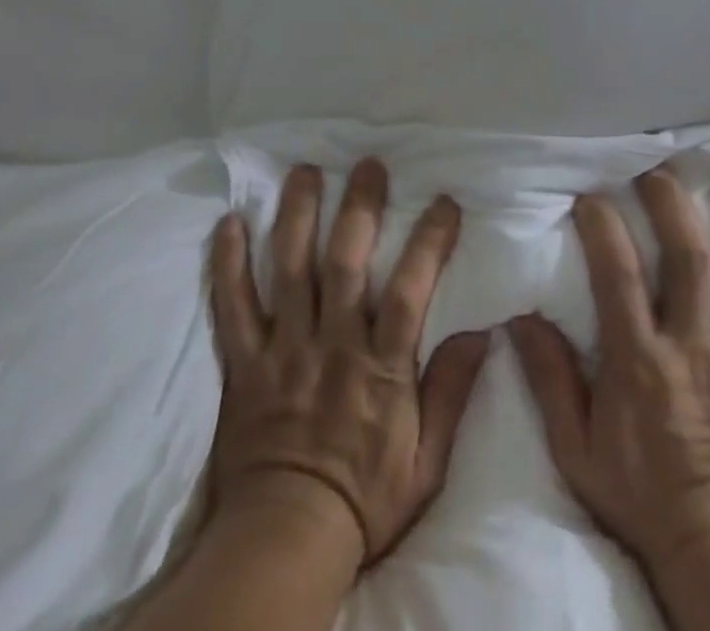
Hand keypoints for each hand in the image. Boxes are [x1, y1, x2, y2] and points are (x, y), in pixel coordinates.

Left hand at [206, 159, 491, 567]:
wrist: (284, 543)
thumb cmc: (364, 500)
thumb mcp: (427, 463)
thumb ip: (451, 394)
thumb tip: (482, 332)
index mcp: (381, 368)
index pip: (410, 290)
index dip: (429, 241)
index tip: (444, 202)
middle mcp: (332, 345)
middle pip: (344, 263)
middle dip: (359, 207)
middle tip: (368, 165)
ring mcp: (283, 350)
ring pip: (288, 270)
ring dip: (297, 216)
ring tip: (304, 171)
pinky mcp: (244, 364)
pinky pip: (232, 307)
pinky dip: (227, 265)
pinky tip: (229, 223)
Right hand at [509, 164, 709, 578]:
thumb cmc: (643, 497)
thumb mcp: (577, 449)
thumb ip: (550, 379)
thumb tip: (520, 316)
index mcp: (640, 361)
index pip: (619, 274)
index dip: (604, 226)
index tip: (591, 195)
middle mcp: (694, 345)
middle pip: (688, 255)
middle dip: (672, 201)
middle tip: (659, 166)